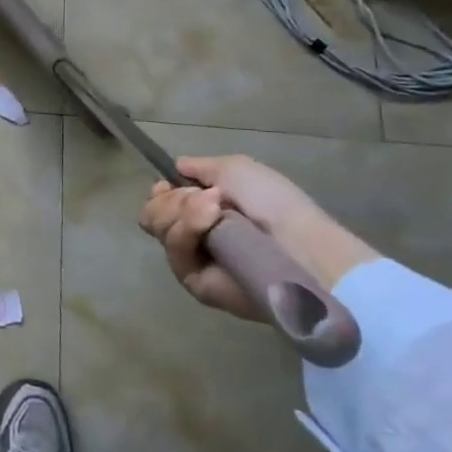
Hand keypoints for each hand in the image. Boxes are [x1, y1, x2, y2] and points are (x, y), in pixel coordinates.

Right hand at [138, 154, 376, 320]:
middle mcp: (195, 236)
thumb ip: (200, 167)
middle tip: (205, 198)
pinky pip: (175, 254)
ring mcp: (194, 260)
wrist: (299, 246)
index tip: (169, 184)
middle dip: (171, 199)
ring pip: (159, 229)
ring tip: (216, 210)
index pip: (161, 202)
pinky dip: (187, 231)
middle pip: (152, 214)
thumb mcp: (236, 169)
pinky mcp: (196, 284)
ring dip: (182, 211)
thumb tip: (176, 168)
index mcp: (205, 210)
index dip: (161, 192)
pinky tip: (210, 223)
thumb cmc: (274, 203)